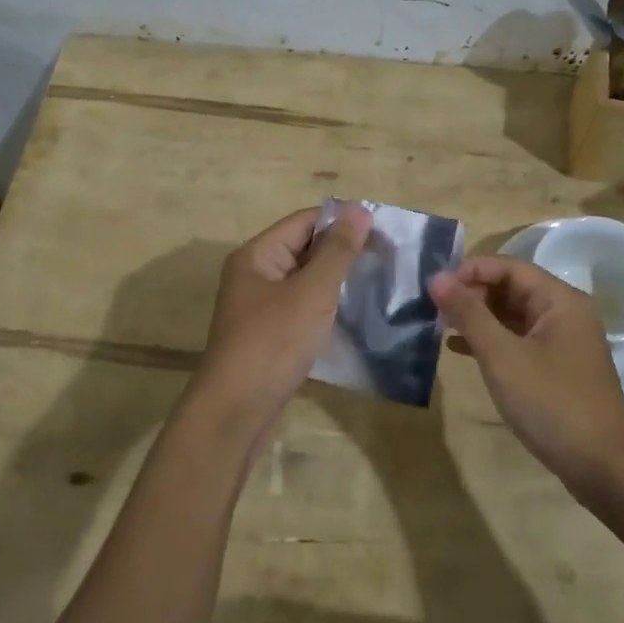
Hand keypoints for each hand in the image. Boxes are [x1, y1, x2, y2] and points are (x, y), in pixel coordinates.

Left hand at [189, 204, 372, 436]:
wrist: (236, 412)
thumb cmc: (273, 343)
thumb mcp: (312, 292)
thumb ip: (337, 251)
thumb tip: (359, 210)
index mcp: (257, 256)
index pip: (304, 221)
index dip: (341, 221)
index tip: (382, 229)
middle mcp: (255, 276)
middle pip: (304, 250)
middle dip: (343, 252)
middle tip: (388, 257)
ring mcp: (261, 308)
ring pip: (306, 282)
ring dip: (338, 282)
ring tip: (380, 284)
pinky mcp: (270, 337)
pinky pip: (303, 310)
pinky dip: (327, 309)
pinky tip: (357, 316)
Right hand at [429, 256, 623, 485]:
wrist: (601, 466)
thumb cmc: (551, 402)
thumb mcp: (502, 356)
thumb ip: (469, 314)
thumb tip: (437, 278)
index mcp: (560, 300)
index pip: (509, 267)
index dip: (470, 271)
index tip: (435, 286)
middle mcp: (565, 313)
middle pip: (512, 289)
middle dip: (472, 294)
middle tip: (434, 309)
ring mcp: (562, 342)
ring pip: (513, 316)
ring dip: (478, 318)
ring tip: (439, 326)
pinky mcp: (556, 367)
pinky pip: (518, 340)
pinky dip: (491, 341)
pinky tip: (460, 350)